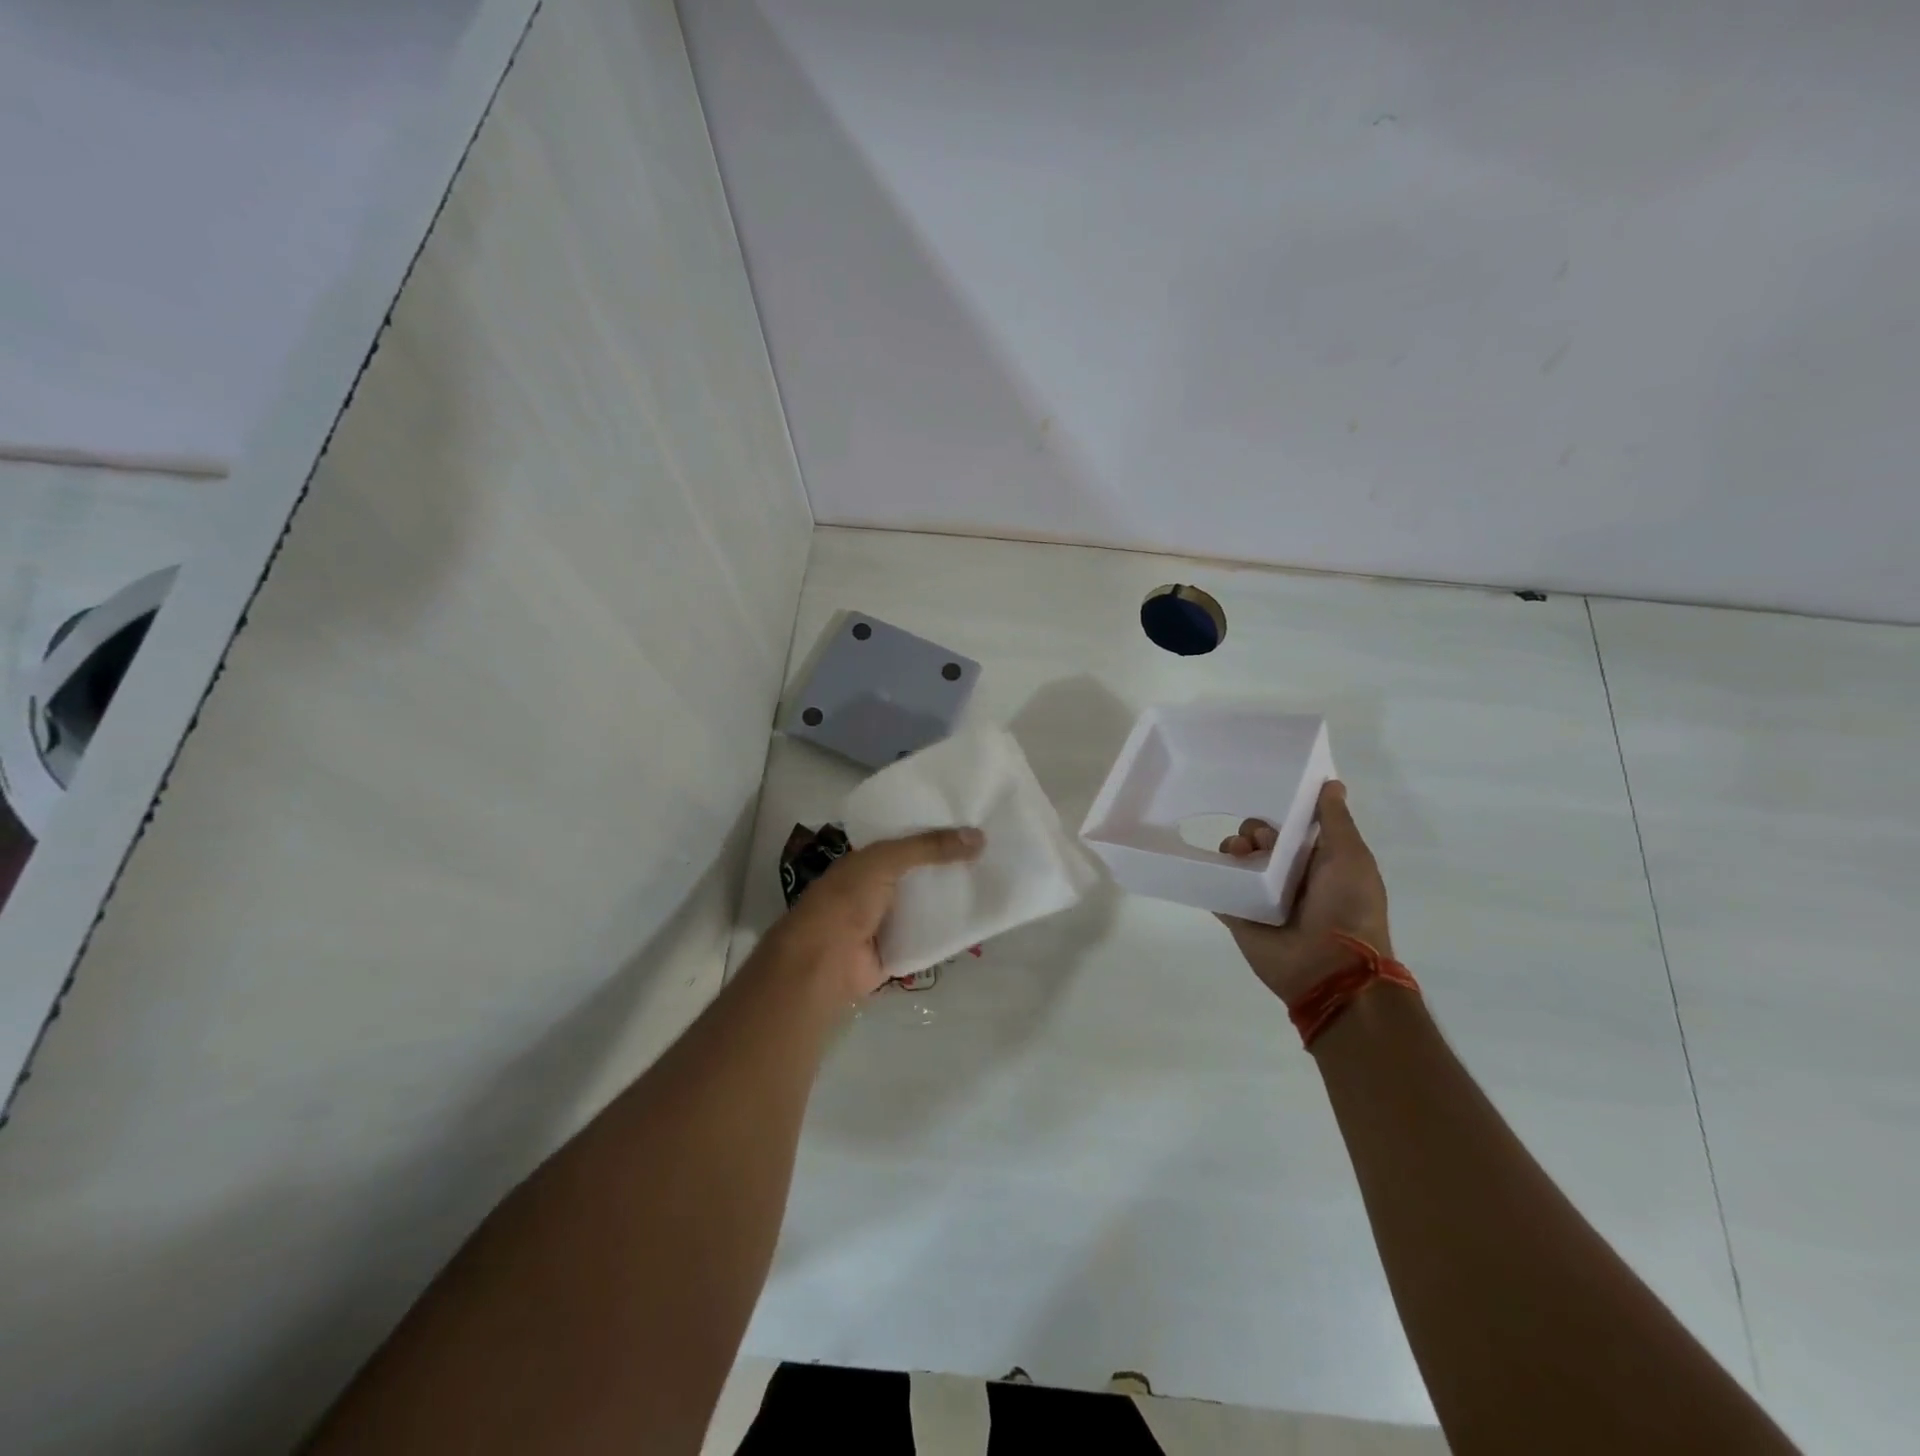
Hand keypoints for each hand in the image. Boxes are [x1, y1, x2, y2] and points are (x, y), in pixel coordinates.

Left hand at [777, 827, 984, 998]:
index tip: (973, 824)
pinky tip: (980, 916)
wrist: (824, 962)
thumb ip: (928, 847)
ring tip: (995, 879)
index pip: (907, 839)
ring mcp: (889, 920)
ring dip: (953, 896)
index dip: (936, 831)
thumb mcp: (886, 861)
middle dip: (950, 864)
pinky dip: (951, 928)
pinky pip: (931, 934)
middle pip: (921, 872)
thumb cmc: (846, 900)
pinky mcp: (900, 948)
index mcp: (868, 860)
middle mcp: (879, 887)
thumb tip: (979, 836)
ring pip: (928, 903)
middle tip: (993, 851)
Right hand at [1218, 781, 1391, 1007]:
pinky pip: (1215, 890)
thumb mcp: (1351, 857)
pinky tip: (1207, 868)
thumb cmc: (1347, 907)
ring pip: (1234, 862)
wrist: (1329, 968)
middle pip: (1258, 840)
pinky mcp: (1237, 916)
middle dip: (1252, 831)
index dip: (1279, 811)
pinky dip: (1208, 878)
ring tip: (1237, 857)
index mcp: (1316, 861)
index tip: (1270, 800)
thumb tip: (1332, 783)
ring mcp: (1260, 897)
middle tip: (1257, 841)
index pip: (1290, 826)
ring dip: (1230, 850)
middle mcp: (1287, 876)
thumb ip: (1335, 821)